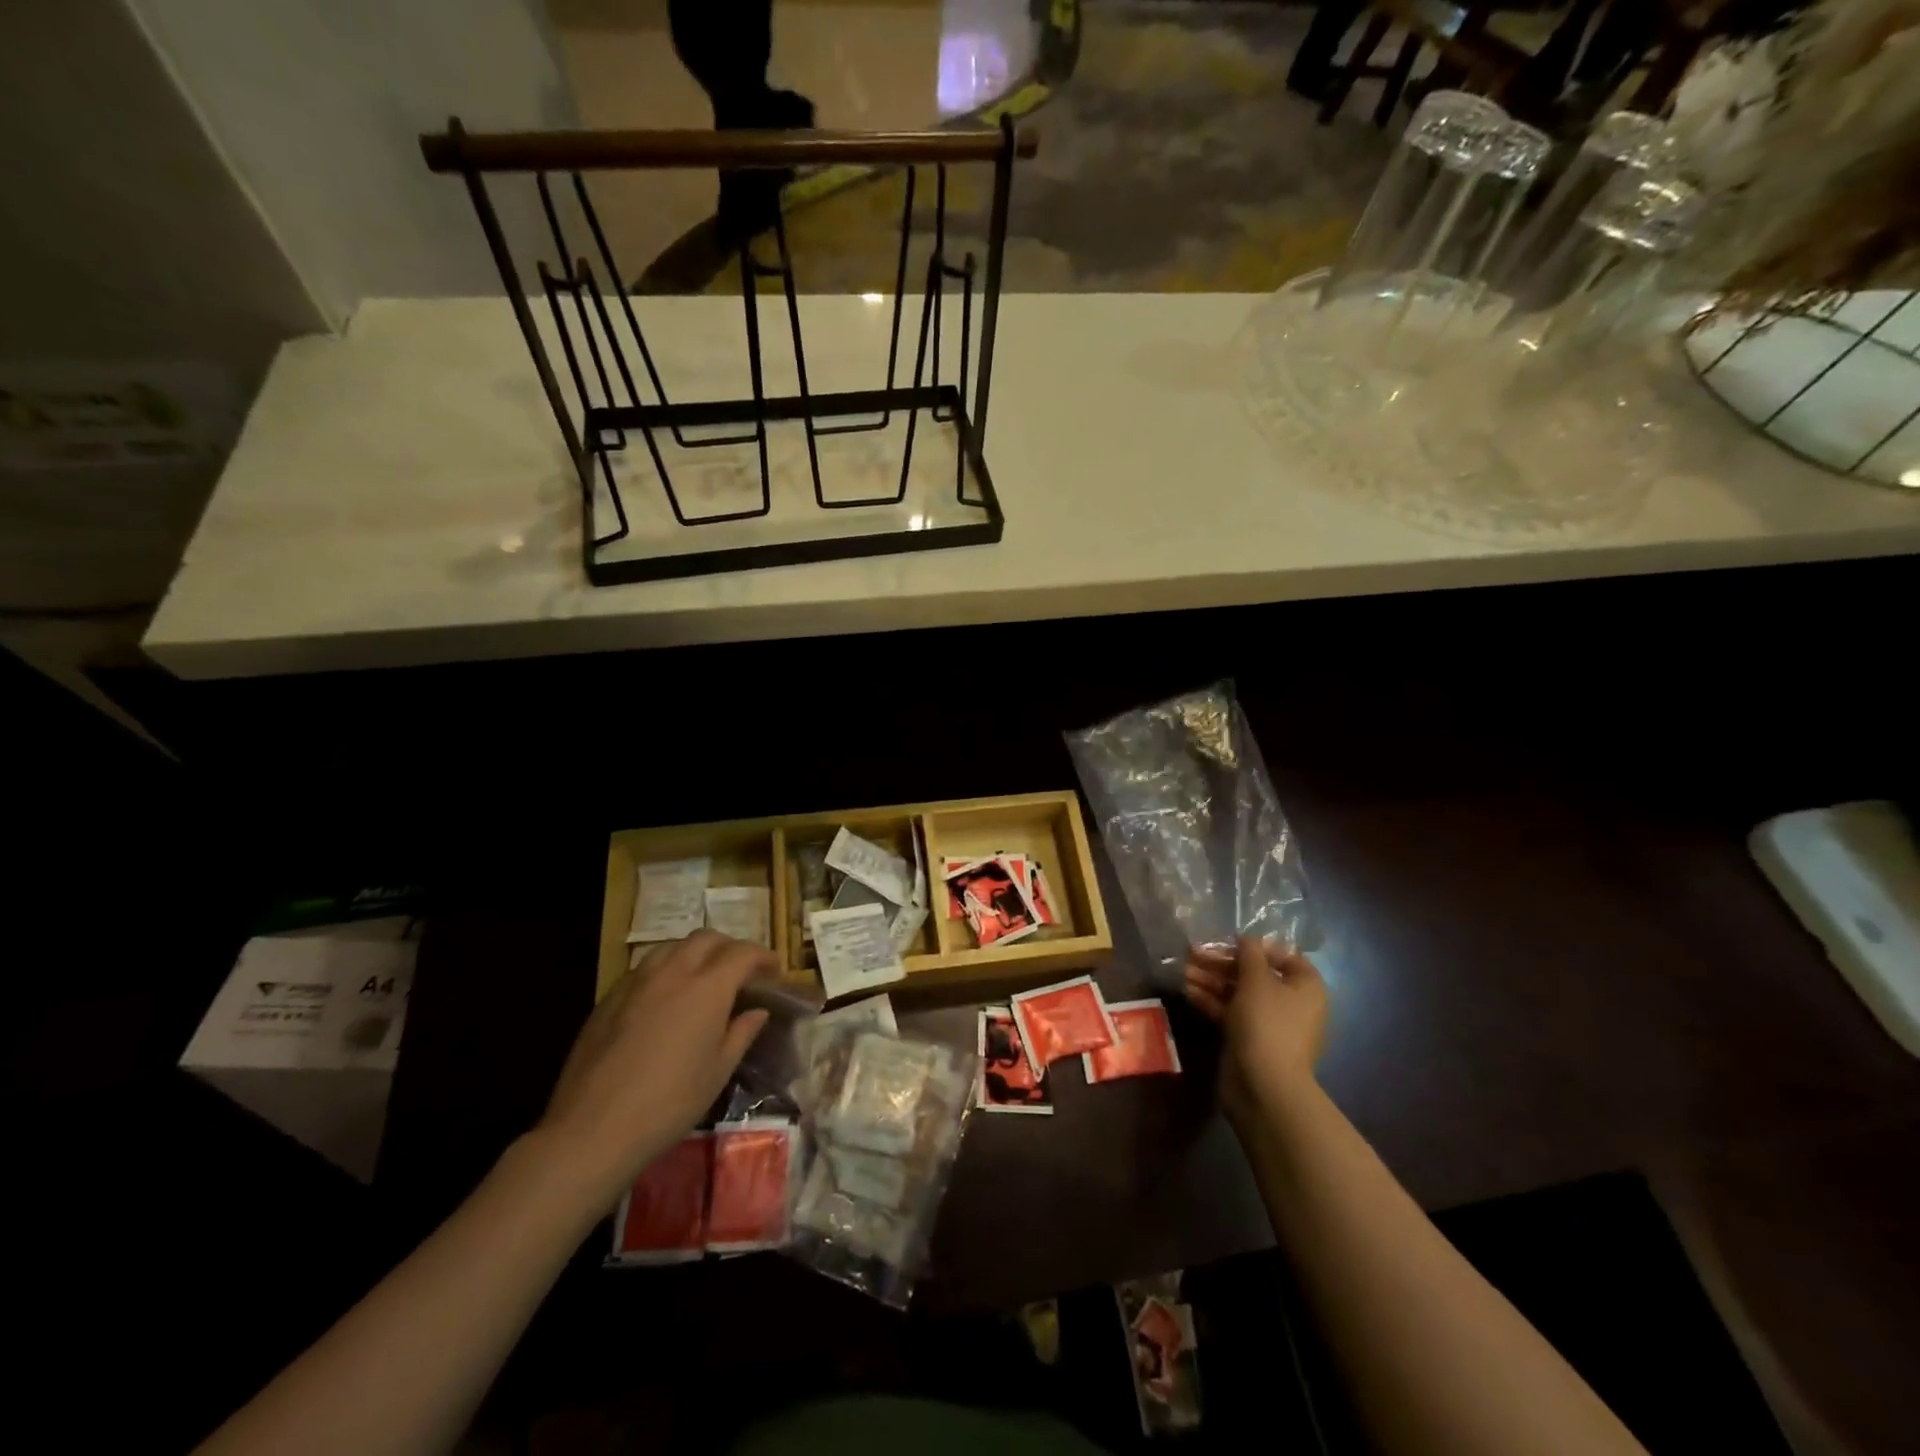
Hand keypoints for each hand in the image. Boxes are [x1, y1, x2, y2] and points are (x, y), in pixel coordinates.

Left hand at [532, 930, 774, 1214]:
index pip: (743, 953)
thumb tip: (757, 1011)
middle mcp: (674, 971)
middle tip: (740, 972)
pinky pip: (646, 967)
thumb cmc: (669, 1103)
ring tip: (703, 978)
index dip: (763, 957)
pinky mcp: (610, 996)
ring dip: (695, 953)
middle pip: (707, 938)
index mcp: (708, 987)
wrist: (593, 1128)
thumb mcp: (718, 1071)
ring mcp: (637, 980)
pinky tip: (665, 998)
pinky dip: (666, 969)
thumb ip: (741, 1033)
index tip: (774, 971)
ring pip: (673, 946)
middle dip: (730, 948)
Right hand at [1183, 936, 1326, 1118]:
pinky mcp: (1249, 1039)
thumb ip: (1250, 954)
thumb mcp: (1257, 980)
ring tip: (1183, 971)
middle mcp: (1291, 1003)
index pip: (1283, 956)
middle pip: (1254, 974)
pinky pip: (1230, 1012)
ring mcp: (1269, 1023)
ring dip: (1211, 980)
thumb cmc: (1267, 1023)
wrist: (1264, 1085)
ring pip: (1238, 993)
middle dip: (1222, 963)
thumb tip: (1248, 938)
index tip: (1228, 942)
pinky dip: (1211, 1001)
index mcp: (1305, 986)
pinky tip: (1188, 991)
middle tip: (1193, 953)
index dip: (1256, 947)